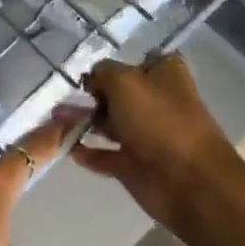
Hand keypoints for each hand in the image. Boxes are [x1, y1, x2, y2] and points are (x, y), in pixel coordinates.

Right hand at [74, 54, 244, 235]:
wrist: (189, 184)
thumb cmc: (160, 122)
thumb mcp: (124, 82)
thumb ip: (102, 73)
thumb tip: (92, 80)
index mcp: (164, 76)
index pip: (139, 61)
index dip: (116, 64)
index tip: (91, 71)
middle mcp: (155, 103)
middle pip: (117, 93)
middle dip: (90, 93)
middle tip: (62, 96)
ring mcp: (144, 136)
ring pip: (107, 123)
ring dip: (81, 120)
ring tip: (55, 119)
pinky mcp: (133, 165)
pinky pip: (103, 154)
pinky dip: (85, 150)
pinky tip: (63, 145)